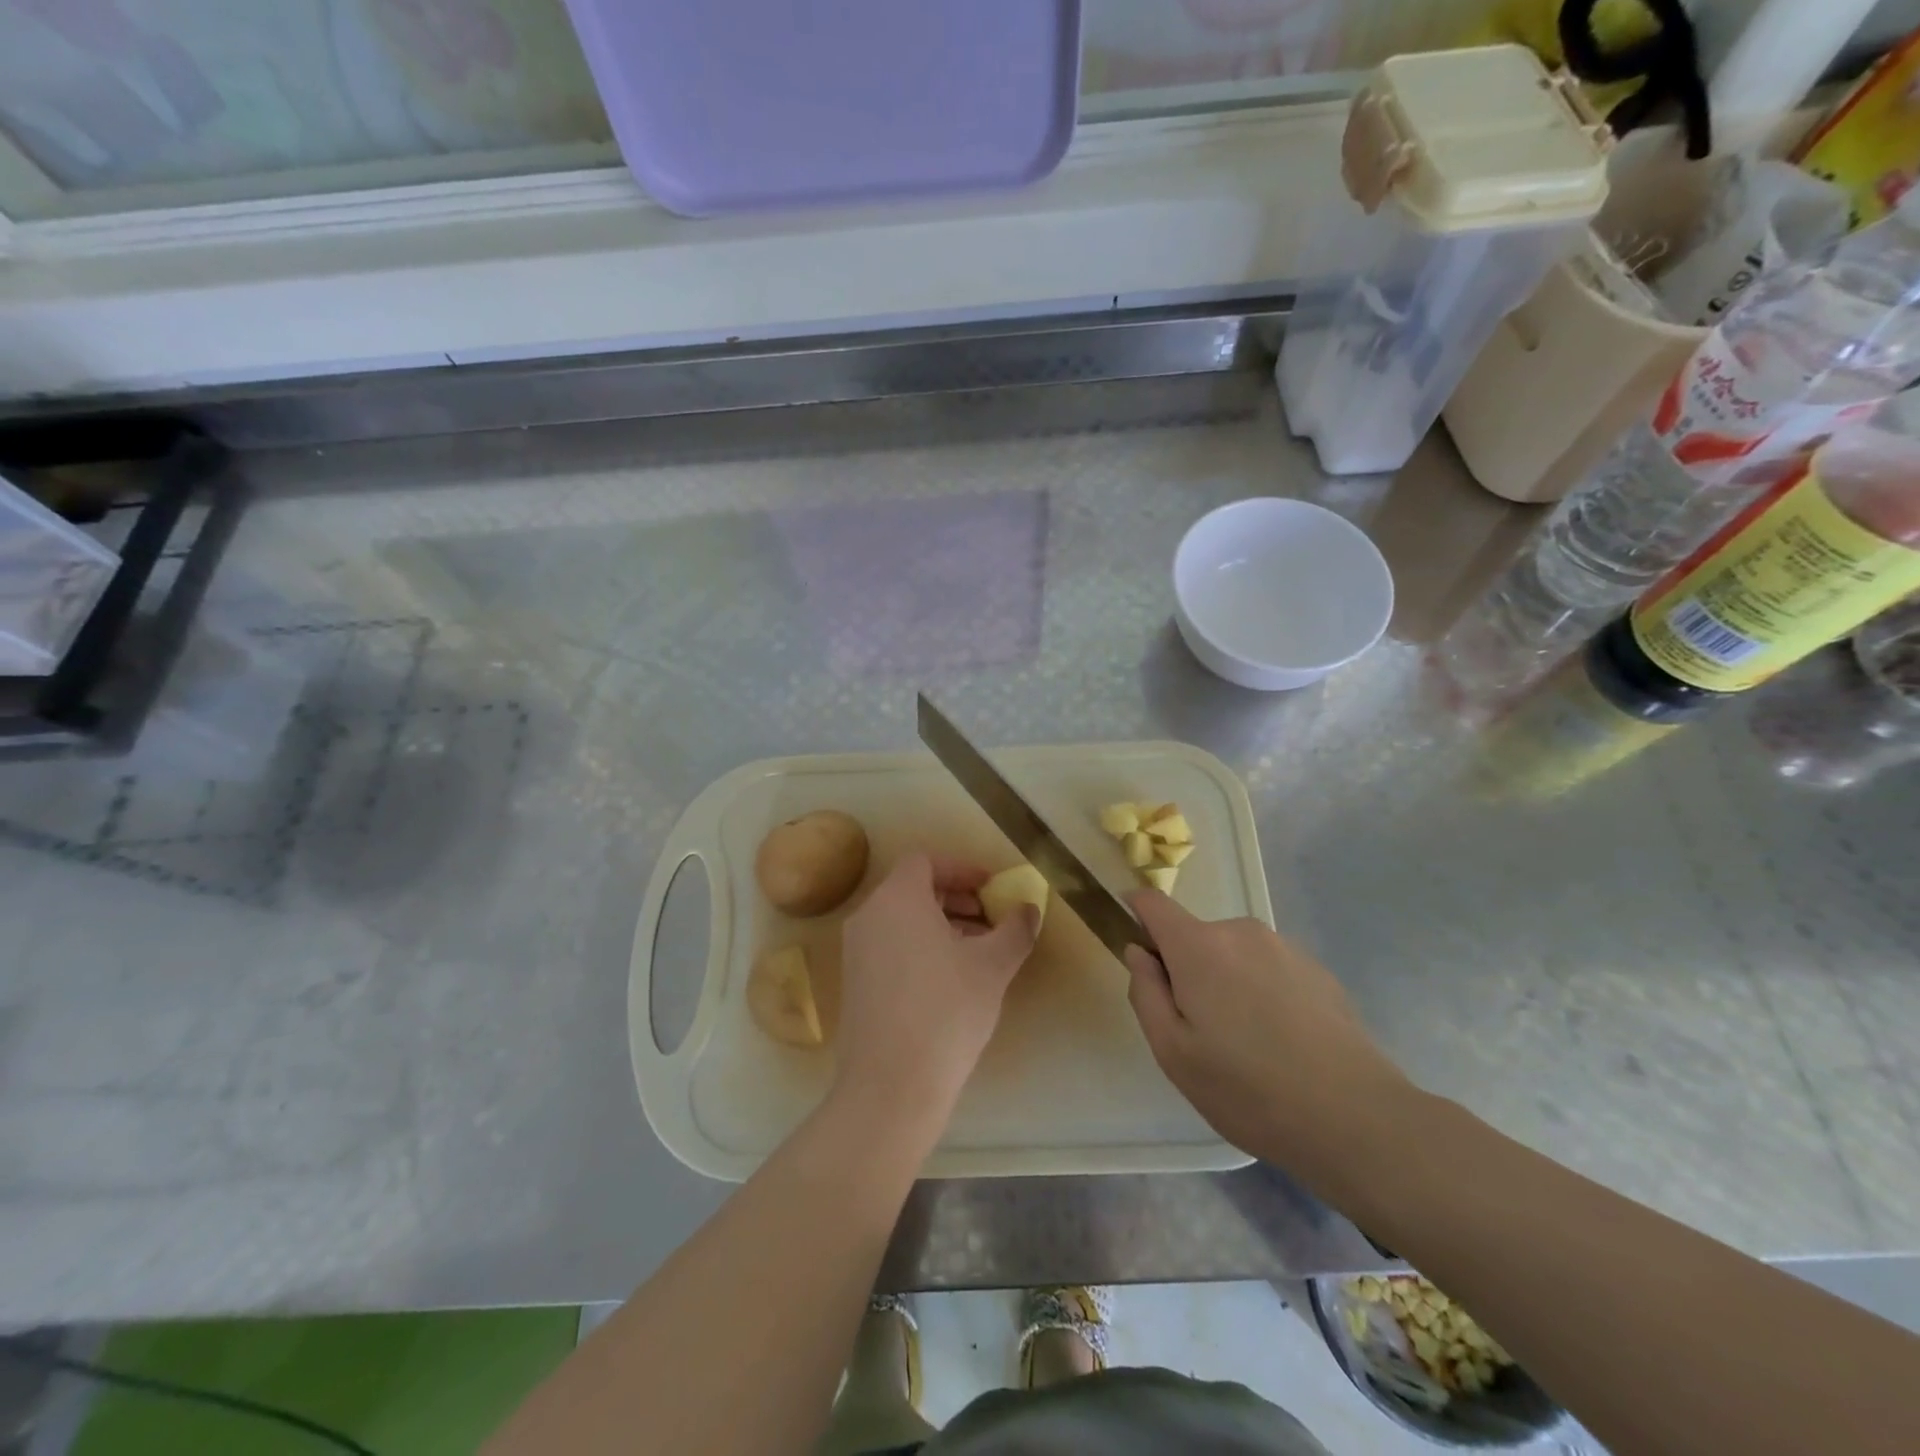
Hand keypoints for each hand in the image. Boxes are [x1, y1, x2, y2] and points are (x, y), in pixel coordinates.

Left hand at [834, 851, 1040, 1129]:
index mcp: (897, 898)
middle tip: (989, 920)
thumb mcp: (993, 966)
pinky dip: (919, 946)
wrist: (890, 1085)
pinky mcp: (854, 982)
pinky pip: (890, 945)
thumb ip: (1015, 929)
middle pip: (913, 888)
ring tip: (976, 952)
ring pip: (902, 919)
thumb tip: (1028, 909)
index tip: (991, 889)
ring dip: (940, 924)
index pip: (926, 861)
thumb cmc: (946, 1010)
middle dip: (955, 898)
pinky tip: (949, 981)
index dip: (962, 869)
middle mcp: (869, 915)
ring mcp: (856, 950)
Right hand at [1124, 889, 1412, 1187]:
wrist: (1356, 1118)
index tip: (1135, 948)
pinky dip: (1262, 993)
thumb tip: (1139, 952)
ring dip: (1226, 982)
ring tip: (1247, 1045)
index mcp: (1199, 946)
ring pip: (1233, 955)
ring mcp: (1284, 948)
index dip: (1135, 913)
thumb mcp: (1173, 1053)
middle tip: (1200, 1031)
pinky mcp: (1318, 970)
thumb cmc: (1248, 1089)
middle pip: (1195, 936)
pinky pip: (1269, 969)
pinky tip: (1283, 1044)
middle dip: (1186, 969)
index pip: (1152, 903)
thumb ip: (1145, 992)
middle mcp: (1241, 932)